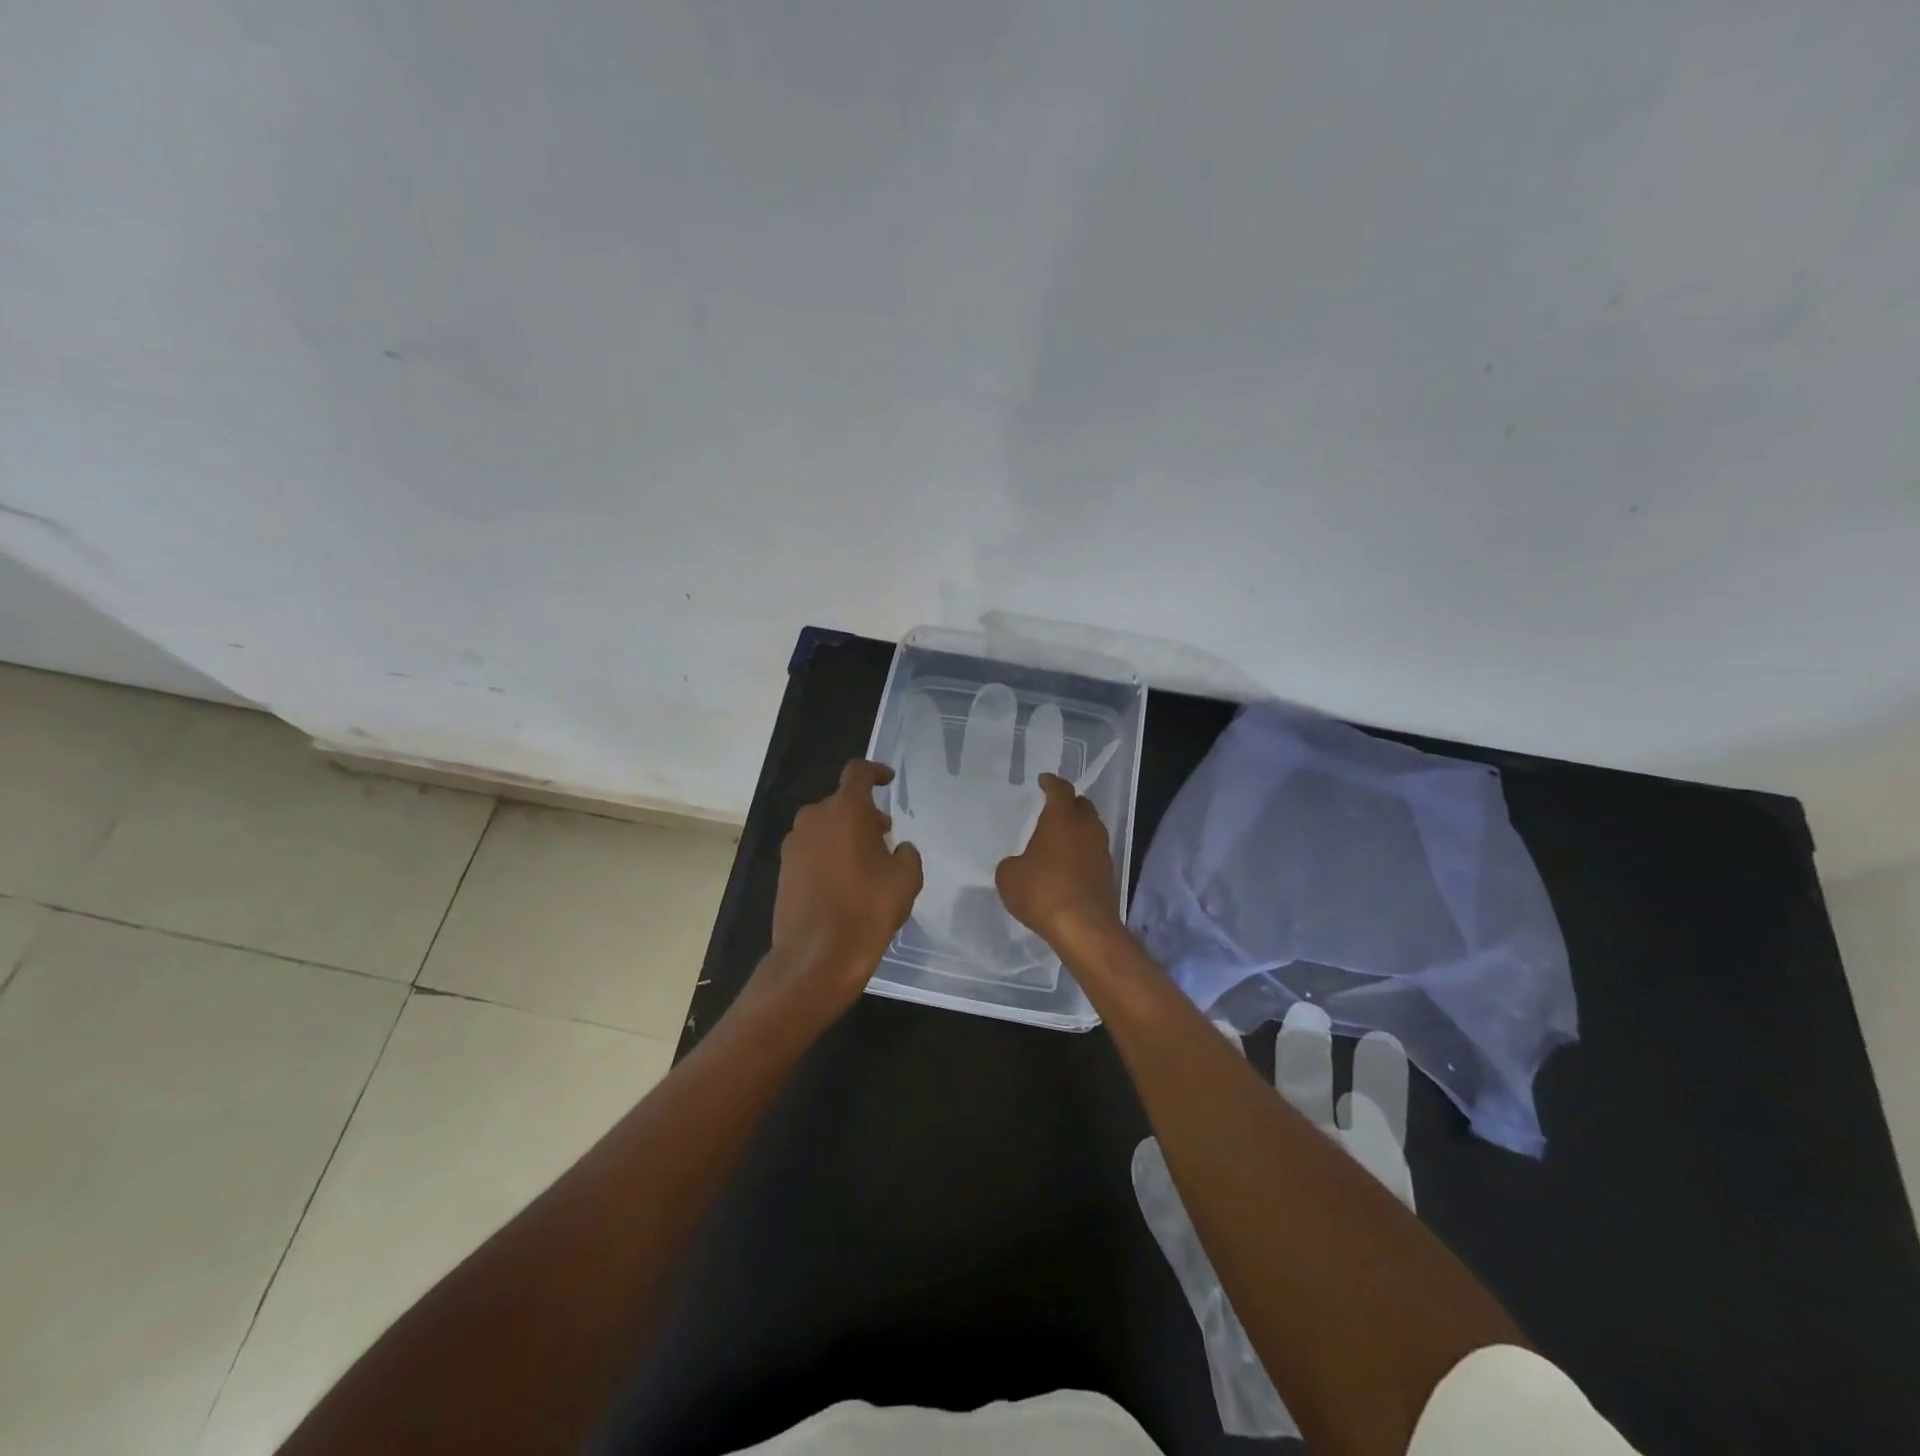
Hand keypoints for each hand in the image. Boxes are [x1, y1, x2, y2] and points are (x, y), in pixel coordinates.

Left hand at [759, 760, 923, 1023]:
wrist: (816, 957)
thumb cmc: (867, 910)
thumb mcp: (906, 879)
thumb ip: (907, 853)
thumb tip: (898, 849)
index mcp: (845, 810)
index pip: (858, 772)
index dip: (875, 771)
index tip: (888, 781)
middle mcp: (814, 818)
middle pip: (841, 802)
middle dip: (864, 813)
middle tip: (884, 836)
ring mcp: (794, 844)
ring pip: (824, 826)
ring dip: (844, 834)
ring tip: (865, 862)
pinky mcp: (783, 869)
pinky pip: (811, 849)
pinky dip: (828, 853)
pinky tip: (843, 882)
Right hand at [995, 773, 1123, 961]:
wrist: (1083, 927)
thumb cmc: (1042, 890)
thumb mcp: (1009, 876)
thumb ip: (1012, 863)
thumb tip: (1019, 864)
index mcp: (1062, 818)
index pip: (1060, 790)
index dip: (1051, 783)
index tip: (1044, 780)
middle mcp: (1086, 828)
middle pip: (1082, 806)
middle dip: (1069, 804)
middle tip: (1054, 808)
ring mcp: (1101, 851)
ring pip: (1091, 830)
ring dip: (1078, 830)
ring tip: (1060, 837)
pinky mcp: (1108, 874)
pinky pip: (1093, 853)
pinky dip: (1082, 853)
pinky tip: (1068, 864)